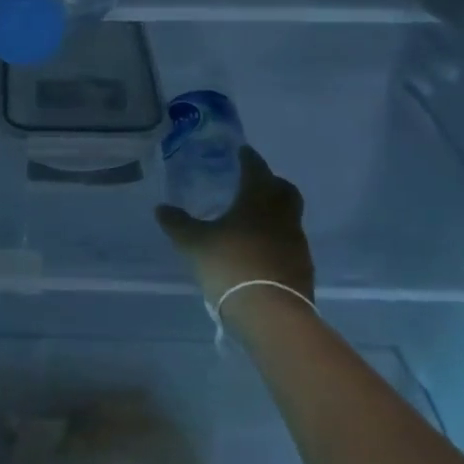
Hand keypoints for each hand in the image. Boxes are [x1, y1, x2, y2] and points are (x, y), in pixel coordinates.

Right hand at [154, 148, 314, 309]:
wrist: (271, 312)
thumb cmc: (230, 265)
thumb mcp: (194, 243)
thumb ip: (177, 223)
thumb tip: (161, 208)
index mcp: (258, 200)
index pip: (256, 170)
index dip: (249, 159)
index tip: (243, 151)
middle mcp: (282, 216)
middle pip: (283, 190)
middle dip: (270, 182)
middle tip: (253, 182)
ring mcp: (296, 242)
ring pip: (289, 217)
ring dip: (274, 212)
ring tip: (253, 219)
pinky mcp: (302, 267)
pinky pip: (290, 243)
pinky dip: (277, 239)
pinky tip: (260, 249)